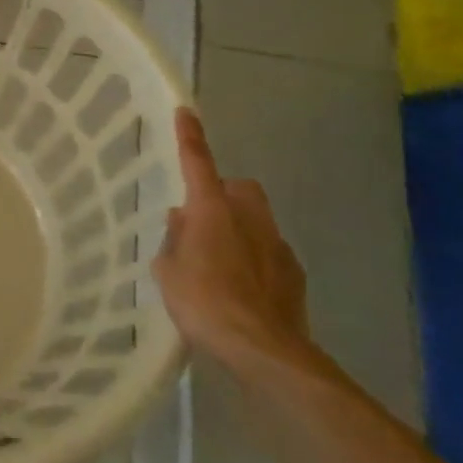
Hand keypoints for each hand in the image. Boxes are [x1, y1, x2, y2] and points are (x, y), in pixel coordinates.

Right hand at [151, 108, 313, 373]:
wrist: (264, 351)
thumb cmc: (204, 303)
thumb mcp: (168, 271)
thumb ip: (174, 240)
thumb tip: (183, 222)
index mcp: (212, 210)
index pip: (198, 162)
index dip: (190, 136)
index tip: (186, 111)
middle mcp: (248, 217)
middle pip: (239, 188)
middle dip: (223, 195)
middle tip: (200, 220)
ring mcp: (276, 245)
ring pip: (256, 220)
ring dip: (238, 229)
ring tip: (217, 262)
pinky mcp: (294, 275)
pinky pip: (269, 253)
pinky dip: (254, 260)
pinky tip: (241, 288)